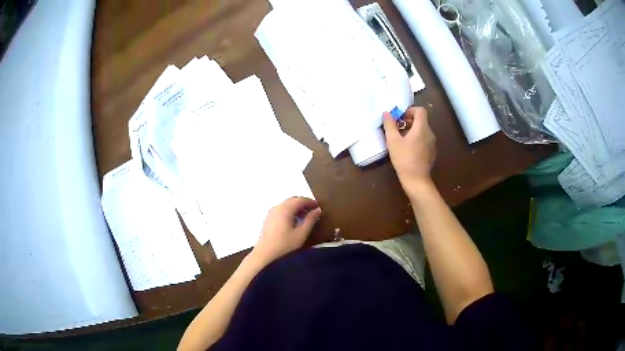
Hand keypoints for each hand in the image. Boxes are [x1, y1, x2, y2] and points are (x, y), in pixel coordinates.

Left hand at [251, 197, 321, 264]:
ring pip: (286, 205)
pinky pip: (281, 210)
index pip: (300, 199)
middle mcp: (277, 208)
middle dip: (303, 203)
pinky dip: (289, 212)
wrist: (265, 255)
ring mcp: (271, 213)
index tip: (318, 206)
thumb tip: (317, 210)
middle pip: (292, 200)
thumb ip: (310, 220)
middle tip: (313, 211)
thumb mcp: (301, 234)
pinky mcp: (268, 219)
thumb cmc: (284, 245)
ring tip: (305, 217)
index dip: (310, 201)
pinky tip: (294, 222)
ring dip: (296, 208)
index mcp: (285, 209)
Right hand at [383, 107, 435, 194]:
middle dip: (409, 121)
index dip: (410, 111)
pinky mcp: (432, 152)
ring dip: (412, 131)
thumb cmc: (404, 159)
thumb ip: (390, 125)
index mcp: (422, 128)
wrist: (416, 180)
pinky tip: (408, 150)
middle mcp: (430, 133)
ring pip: (423, 131)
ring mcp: (432, 143)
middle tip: (397, 129)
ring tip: (401, 140)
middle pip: (421, 121)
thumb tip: (387, 113)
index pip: (420, 111)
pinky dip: (417, 140)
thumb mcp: (393, 141)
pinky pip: (424, 140)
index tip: (400, 118)